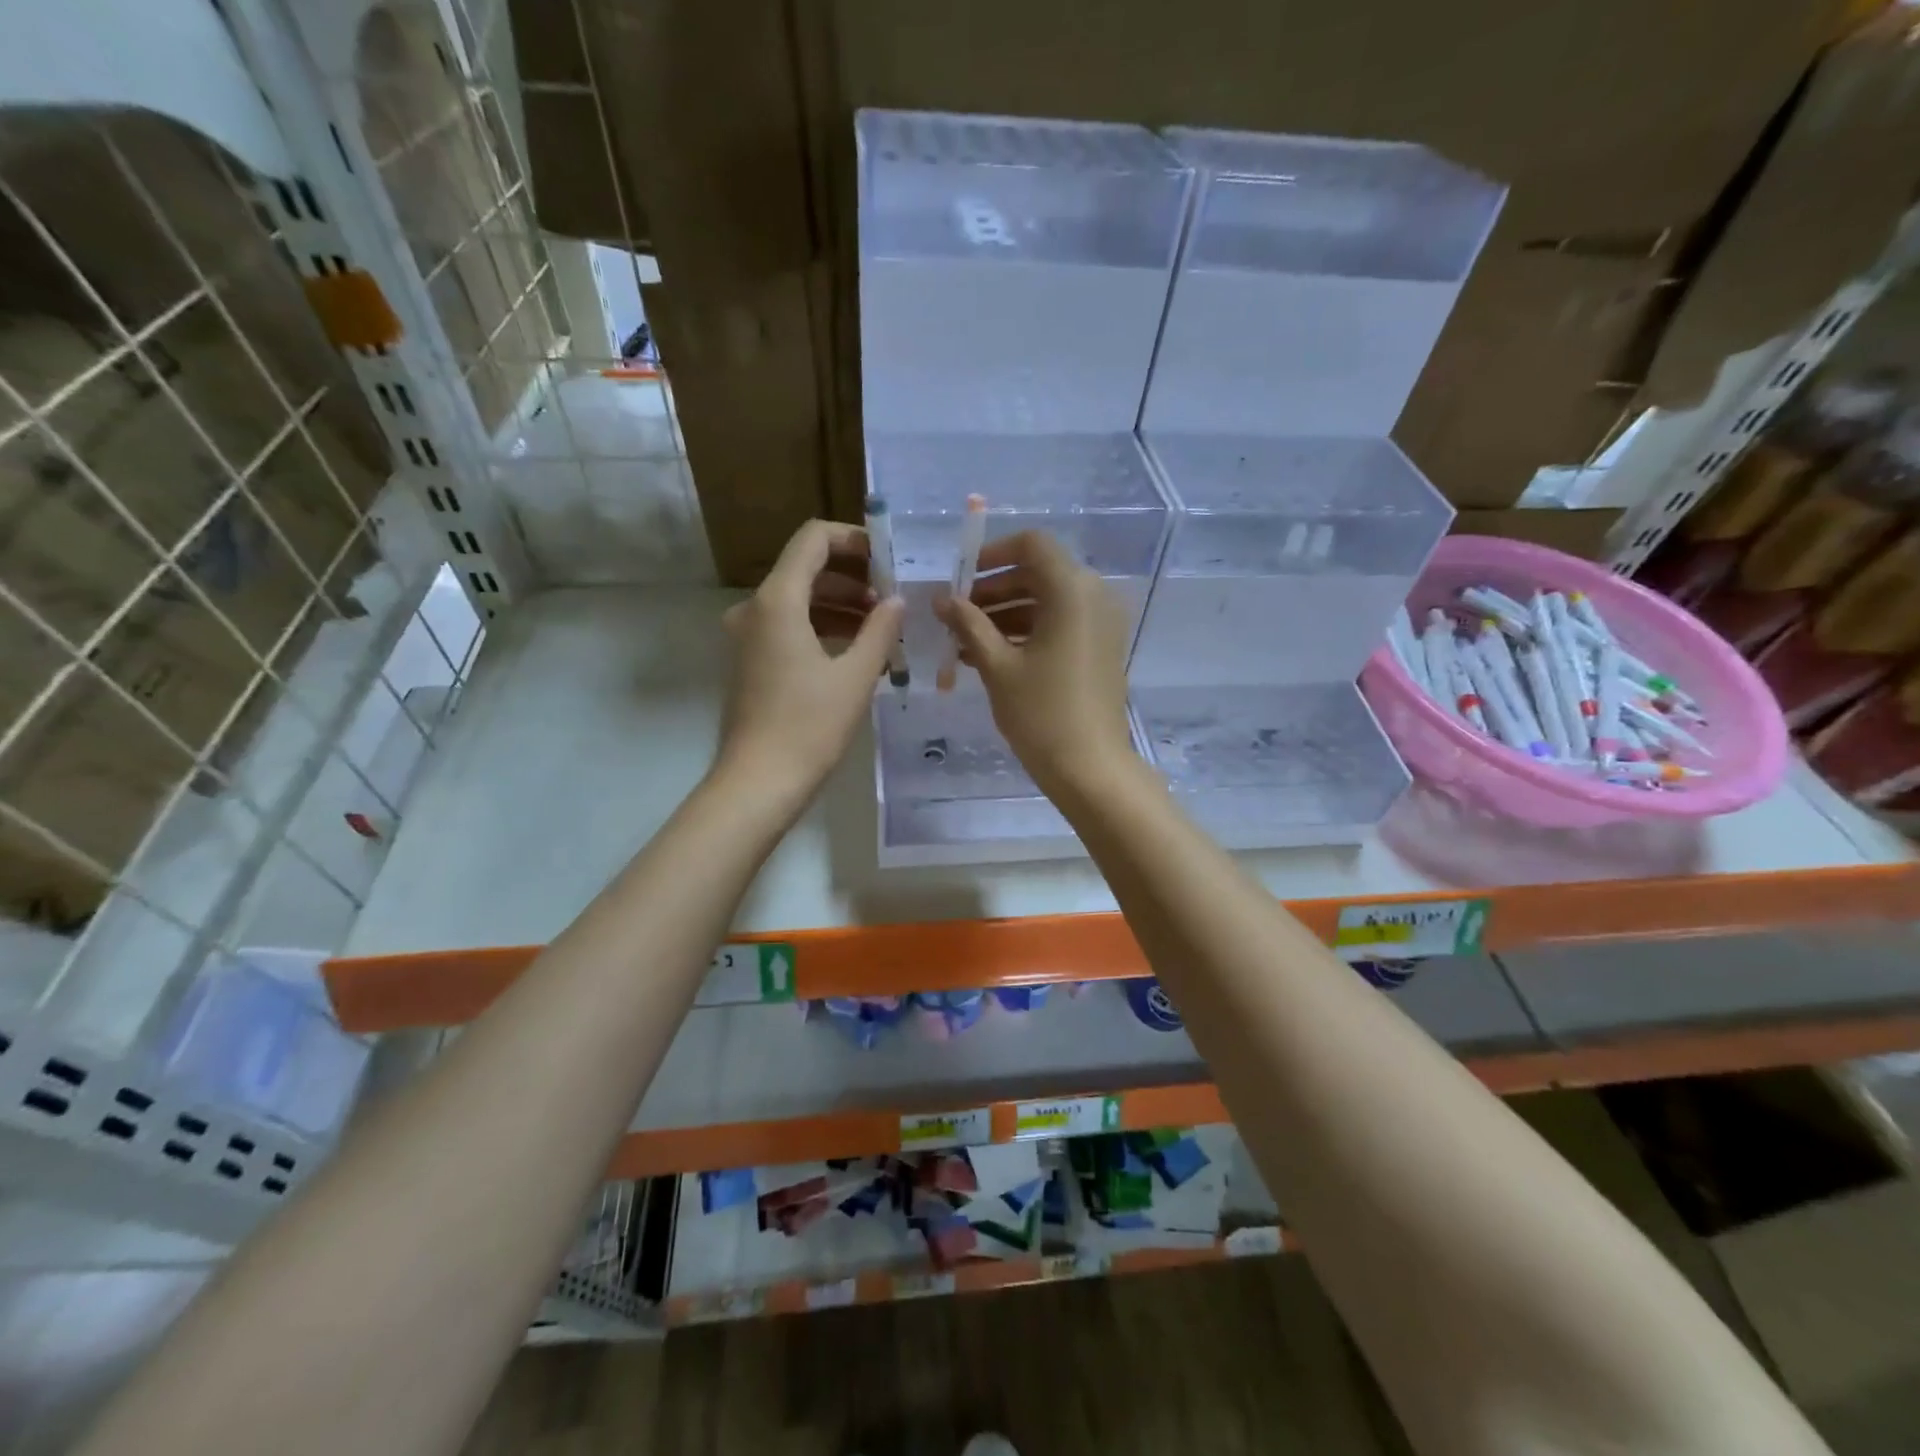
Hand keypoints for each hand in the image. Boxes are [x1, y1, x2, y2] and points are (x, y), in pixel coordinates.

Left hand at [715, 520, 903, 809]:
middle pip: (806, 568)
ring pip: (799, 600)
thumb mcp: (856, 676)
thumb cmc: (810, 727)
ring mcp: (747, 635)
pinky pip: (789, 626)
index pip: (813, 539)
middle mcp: (755, 608)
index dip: (854, 540)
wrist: (758, 782)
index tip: (888, 560)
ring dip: (840, 605)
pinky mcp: (750, 660)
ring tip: (882, 627)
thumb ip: (880, 629)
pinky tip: (856, 650)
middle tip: (893, 598)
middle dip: (853, 577)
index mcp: (778, 600)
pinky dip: (822, 628)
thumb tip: (897, 601)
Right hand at [934, 530, 1135, 797]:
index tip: (961, 579)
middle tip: (955, 615)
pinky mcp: (1100, 648)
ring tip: (963, 642)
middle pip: (1038, 573)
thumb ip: (969, 624)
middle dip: (993, 589)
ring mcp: (1101, 624)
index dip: (993, 554)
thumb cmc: (1041, 712)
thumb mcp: (997, 665)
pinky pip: (1060, 625)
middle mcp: (1093, 596)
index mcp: (1072, 590)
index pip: (1032, 544)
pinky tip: (989, 656)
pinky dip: (1027, 632)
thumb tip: (942, 599)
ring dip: (1005, 614)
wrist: (1090, 767)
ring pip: (1047, 601)